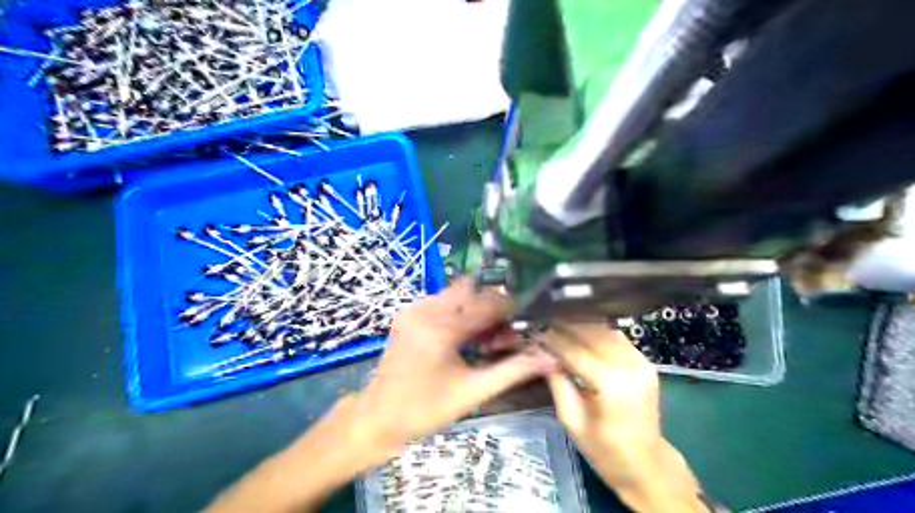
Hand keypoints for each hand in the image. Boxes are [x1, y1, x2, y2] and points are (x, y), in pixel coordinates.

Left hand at [350, 278, 553, 466]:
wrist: (377, 417)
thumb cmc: (425, 410)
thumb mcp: (472, 393)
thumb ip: (513, 371)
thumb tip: (549, 359)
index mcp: (440, 328)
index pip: (487, 303)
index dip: (511, 309)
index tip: (527, 323)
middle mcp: (425, 308)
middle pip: (472, 290)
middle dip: (494, 305)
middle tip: (506, 331)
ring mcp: (413, 307)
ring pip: (458, 293)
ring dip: (478, 307)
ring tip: (487, 336)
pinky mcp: (408, 312)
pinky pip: (443, 300)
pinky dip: (461, 311)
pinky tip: (466, 335)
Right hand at [542, 324, 706, 511]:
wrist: (647, 465)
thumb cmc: (605, 451)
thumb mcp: (571, 420)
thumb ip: (557, 382)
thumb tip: (540, 352)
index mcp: (612, 385)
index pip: (575, 350)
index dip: (551, 339)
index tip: (532, 332)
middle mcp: (630, 366)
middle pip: (591, 333)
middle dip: (564, 327)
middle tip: (542, 326)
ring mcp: (642, 361)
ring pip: (604, 330)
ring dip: (579, 326)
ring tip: (557, 327)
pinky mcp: (645, 361)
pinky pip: (616, 337)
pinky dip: (595, 332)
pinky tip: (579, 334)